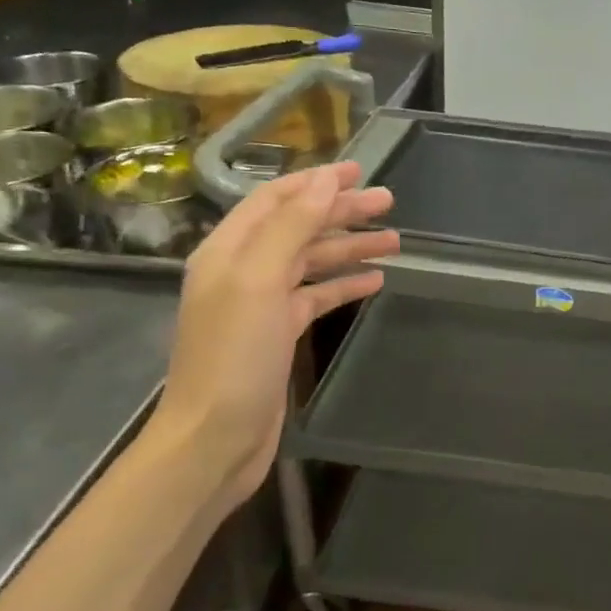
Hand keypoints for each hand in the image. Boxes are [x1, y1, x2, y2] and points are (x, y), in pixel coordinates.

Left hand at [150, 161, 395, 510]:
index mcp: (229, 250)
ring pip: (311, 262)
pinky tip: (375, 280)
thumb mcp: (260, 281)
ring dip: (349, 247)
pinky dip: (344, 284)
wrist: (214, 438)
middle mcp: (243, 270)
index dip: (316, 182)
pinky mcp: (278, 334)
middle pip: (298, 227)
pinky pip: (316, 296)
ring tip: (395, 240)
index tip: (359, 171)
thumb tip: (325, 181)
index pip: (275, 199)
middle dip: (342, 212)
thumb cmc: (234, 356)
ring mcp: (261, 303)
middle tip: (389, 202)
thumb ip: (291, 226)